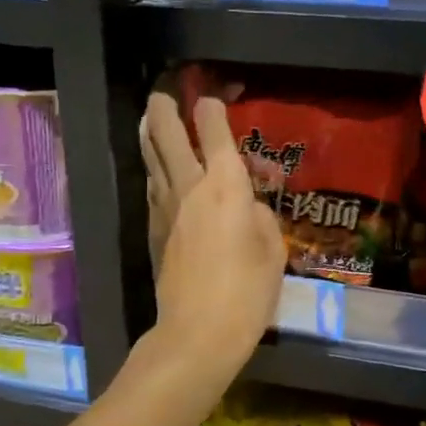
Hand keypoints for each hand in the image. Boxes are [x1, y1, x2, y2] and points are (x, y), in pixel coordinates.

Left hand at [140, 91, 285, 373]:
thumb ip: (259, 216)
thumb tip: (246, 207)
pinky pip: (152, 186)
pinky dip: (154, 169)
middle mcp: (190, 186)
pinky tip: (158, 170)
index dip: (212, 107)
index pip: (214, 131)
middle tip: (165, 93)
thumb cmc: (247, 291)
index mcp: (226, 185)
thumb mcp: (273, 250)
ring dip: (151, 133)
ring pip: (151, 157)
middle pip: (168, 134)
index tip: (213, 98)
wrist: (198, 332)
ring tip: (152, 118)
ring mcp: (165, 207)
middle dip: (165, 107)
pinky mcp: (153, 230)